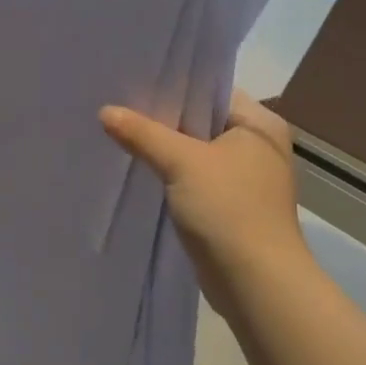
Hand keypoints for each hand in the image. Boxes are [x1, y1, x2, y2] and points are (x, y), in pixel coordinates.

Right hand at [99, 91, 309, 314]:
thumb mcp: (181, 163)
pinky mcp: (230, 205)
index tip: (134, 81)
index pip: (211, 90)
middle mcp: (257, 146)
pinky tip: (139, 169)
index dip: (174, 85)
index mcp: (259, 125)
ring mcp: (245, 178)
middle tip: (120, 106)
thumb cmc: (228, 209)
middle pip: (200, 121)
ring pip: (195, 151)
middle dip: (162, 118)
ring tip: (121, 134)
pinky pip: (193, 178)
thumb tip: (106, 111)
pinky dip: (170, 174)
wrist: (256, 283)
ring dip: (164, 148)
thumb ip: (143, 133)